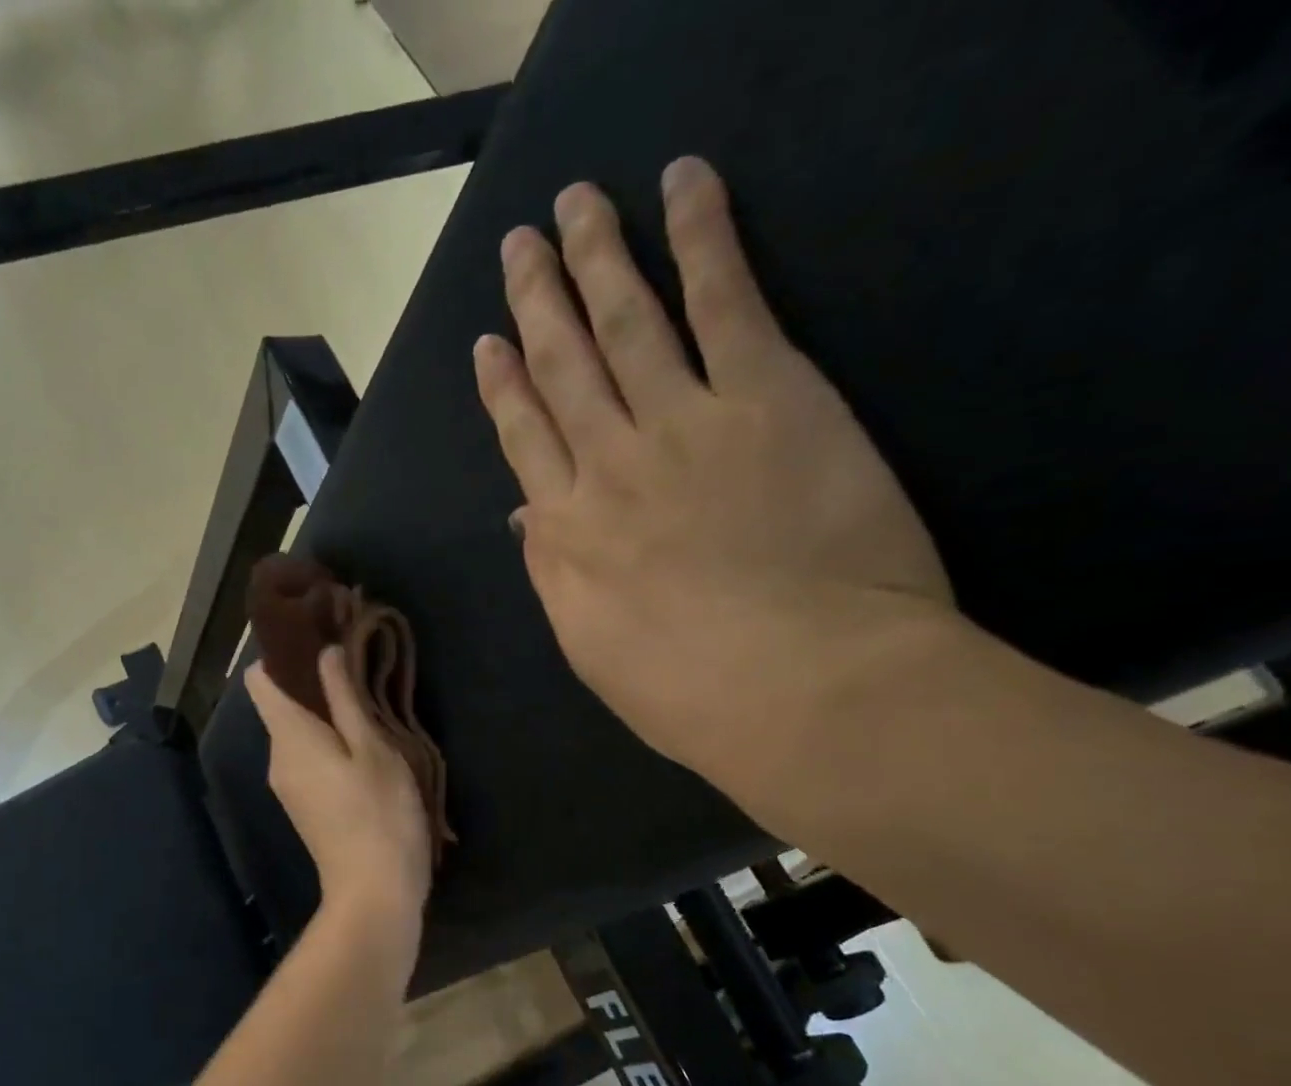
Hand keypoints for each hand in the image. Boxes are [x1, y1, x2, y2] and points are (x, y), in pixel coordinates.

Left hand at [247, 647, 431, 923]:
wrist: (373, 894)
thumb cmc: (379, 814)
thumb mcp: (372, 748)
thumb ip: (345, 698)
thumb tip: (325, 652)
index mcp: (289, 736)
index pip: (260, 681)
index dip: (281, 654)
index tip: (316, 637)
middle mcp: (278, 757)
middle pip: (280, 704)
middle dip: (311, 682)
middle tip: (356, 666)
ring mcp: (287, 785)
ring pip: (296, 732)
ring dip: (324, 714)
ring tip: (367, 703)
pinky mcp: (303, 804)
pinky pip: (306, 757)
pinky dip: (326, 742)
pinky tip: (362, 745)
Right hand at [473, 158, 953, 797]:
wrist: (802, 686)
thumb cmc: (689, 692)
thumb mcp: (591, 649)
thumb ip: (554, 573)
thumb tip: (526, 515)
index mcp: (568, 530)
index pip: (525, 439)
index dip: (503, 387)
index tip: (488, 344)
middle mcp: (609, 463)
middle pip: (563, 368)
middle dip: (538, 302)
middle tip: (519, 246)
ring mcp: (684, 421)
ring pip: (626, 321)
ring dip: (597, 256)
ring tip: (575, 206)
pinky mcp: (769, 394)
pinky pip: (726, 300)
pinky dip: (703, 237)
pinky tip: (682, 187)